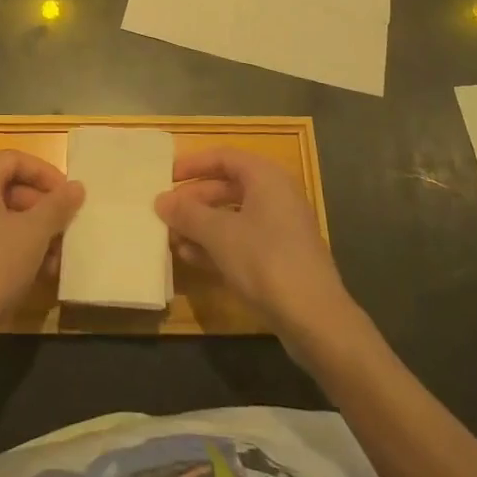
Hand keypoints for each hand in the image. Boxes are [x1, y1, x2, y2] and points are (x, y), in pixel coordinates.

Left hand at [0, 151, 83, 352]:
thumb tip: (76, 187)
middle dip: (43, 208)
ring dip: (36, 234)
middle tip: (67, 227)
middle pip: (10, 190)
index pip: (13, 159)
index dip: (43, 172)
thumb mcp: (34, 233)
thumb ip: (57, 206)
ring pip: (6, 220)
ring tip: (59, 258)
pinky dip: (21, 251)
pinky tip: (42, 275)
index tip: (67, 194)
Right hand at [156, 148, 357, 350]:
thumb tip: (161, 200)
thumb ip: (188, 214)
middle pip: (227, 187)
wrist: (315, 319)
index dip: (193, 164)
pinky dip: (217, 244)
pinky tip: (191, 258)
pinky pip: (242, 240)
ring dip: (202, 225)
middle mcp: (276, 196)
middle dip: (194, 200)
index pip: (224, 157)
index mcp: (266, 177)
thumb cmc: (265, 261)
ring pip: (233, 216)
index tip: (167, 177)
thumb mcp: (219, 234)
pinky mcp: (280, 257)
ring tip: (172, 237)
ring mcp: (280, 228)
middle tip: (166, 212)